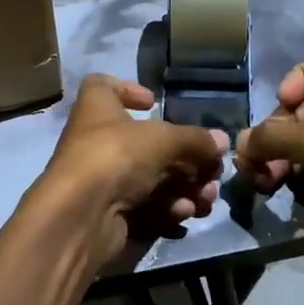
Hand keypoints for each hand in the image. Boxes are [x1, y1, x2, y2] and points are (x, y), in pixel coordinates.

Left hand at [28, 75, 228, 266]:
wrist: (81, 217)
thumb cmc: (116, 156)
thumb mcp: (164, 139)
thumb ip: (195, 140)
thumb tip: (222, 141)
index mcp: (97, 108)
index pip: (104, 87)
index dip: (128, 90)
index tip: (154, 103)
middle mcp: (97, 140)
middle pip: (146, 143)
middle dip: (185, 158)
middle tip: (211, 172)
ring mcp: (103, 179)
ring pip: (152, 179)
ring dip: (184, 188)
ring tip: (206, 199)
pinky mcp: (110, 213)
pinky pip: (146, 206)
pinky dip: (167, 209)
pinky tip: (185, 215)